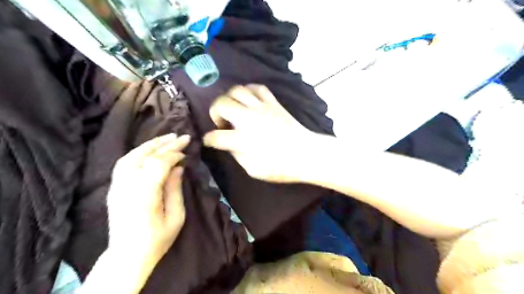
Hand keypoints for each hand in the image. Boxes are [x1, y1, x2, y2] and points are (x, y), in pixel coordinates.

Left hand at [105, 134, 189, 265]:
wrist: (128, 256)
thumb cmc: (157, 239)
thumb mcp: (175, 216)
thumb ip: (175, 189)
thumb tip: (178, 168)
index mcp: (144, 194)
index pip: (158, 164)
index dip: (174, 154)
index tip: (187, 151)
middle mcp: (127, 185)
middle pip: (145, 156)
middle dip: (165, 144)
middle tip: (181, 136)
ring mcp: (117, 186)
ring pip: (131, 156)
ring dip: (150, 144)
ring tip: (166, 138)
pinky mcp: (114, 188)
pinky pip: (124, 163)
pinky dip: (138, 152)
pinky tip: (150, 150)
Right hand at [202, 84, 325, 182]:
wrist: (306, 154)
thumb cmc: (281, 166)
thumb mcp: (253, 170)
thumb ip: (237, 155)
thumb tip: (229, 145)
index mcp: (242, 140)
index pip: (216, 136)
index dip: (209, 139)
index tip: (209, 141)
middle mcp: (248, 119)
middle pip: (221, 104)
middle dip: (214, 111)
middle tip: (221, 122)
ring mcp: (262, 108)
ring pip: (237, 90)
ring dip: (229, 98)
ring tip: (233, 109)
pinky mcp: (273, 103)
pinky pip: (258, 88)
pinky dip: (249, 90)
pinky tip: (249, 99)